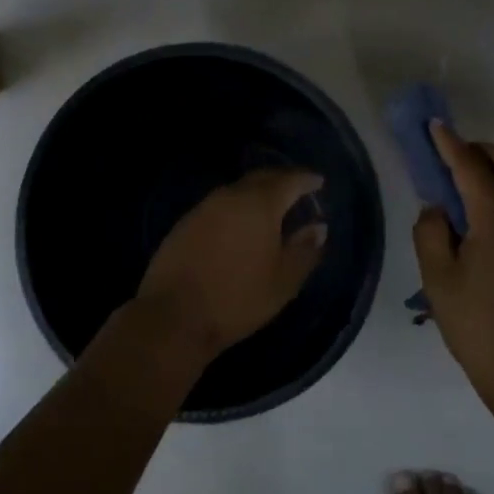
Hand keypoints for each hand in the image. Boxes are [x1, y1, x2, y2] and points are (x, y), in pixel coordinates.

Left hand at [137, 168, 327, 357]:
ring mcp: (203, 207)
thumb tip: (318, 227)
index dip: (307, 179)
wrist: (174, 315)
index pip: (289, 180)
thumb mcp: (283, 281)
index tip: (319, 182)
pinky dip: (236, 208)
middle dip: (281, 180)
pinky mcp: (185, 222)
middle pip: (261, 178)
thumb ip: (304, 250)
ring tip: (272, 209)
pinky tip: (240, 225)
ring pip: (237, 190)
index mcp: (259, 204)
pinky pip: (219, 205)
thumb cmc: (237, 298)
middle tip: (298, 190)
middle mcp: (230, 196)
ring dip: (257, 194)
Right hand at [414, 123, 493, 410]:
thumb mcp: (437, 277)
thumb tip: (438, 209)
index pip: (470, 166)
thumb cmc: (476, 323)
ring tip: (466, 181)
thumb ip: (430, 232)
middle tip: (447, 154)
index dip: (449, 143)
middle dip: (478, 148)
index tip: (433, 124)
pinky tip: (485, 209)